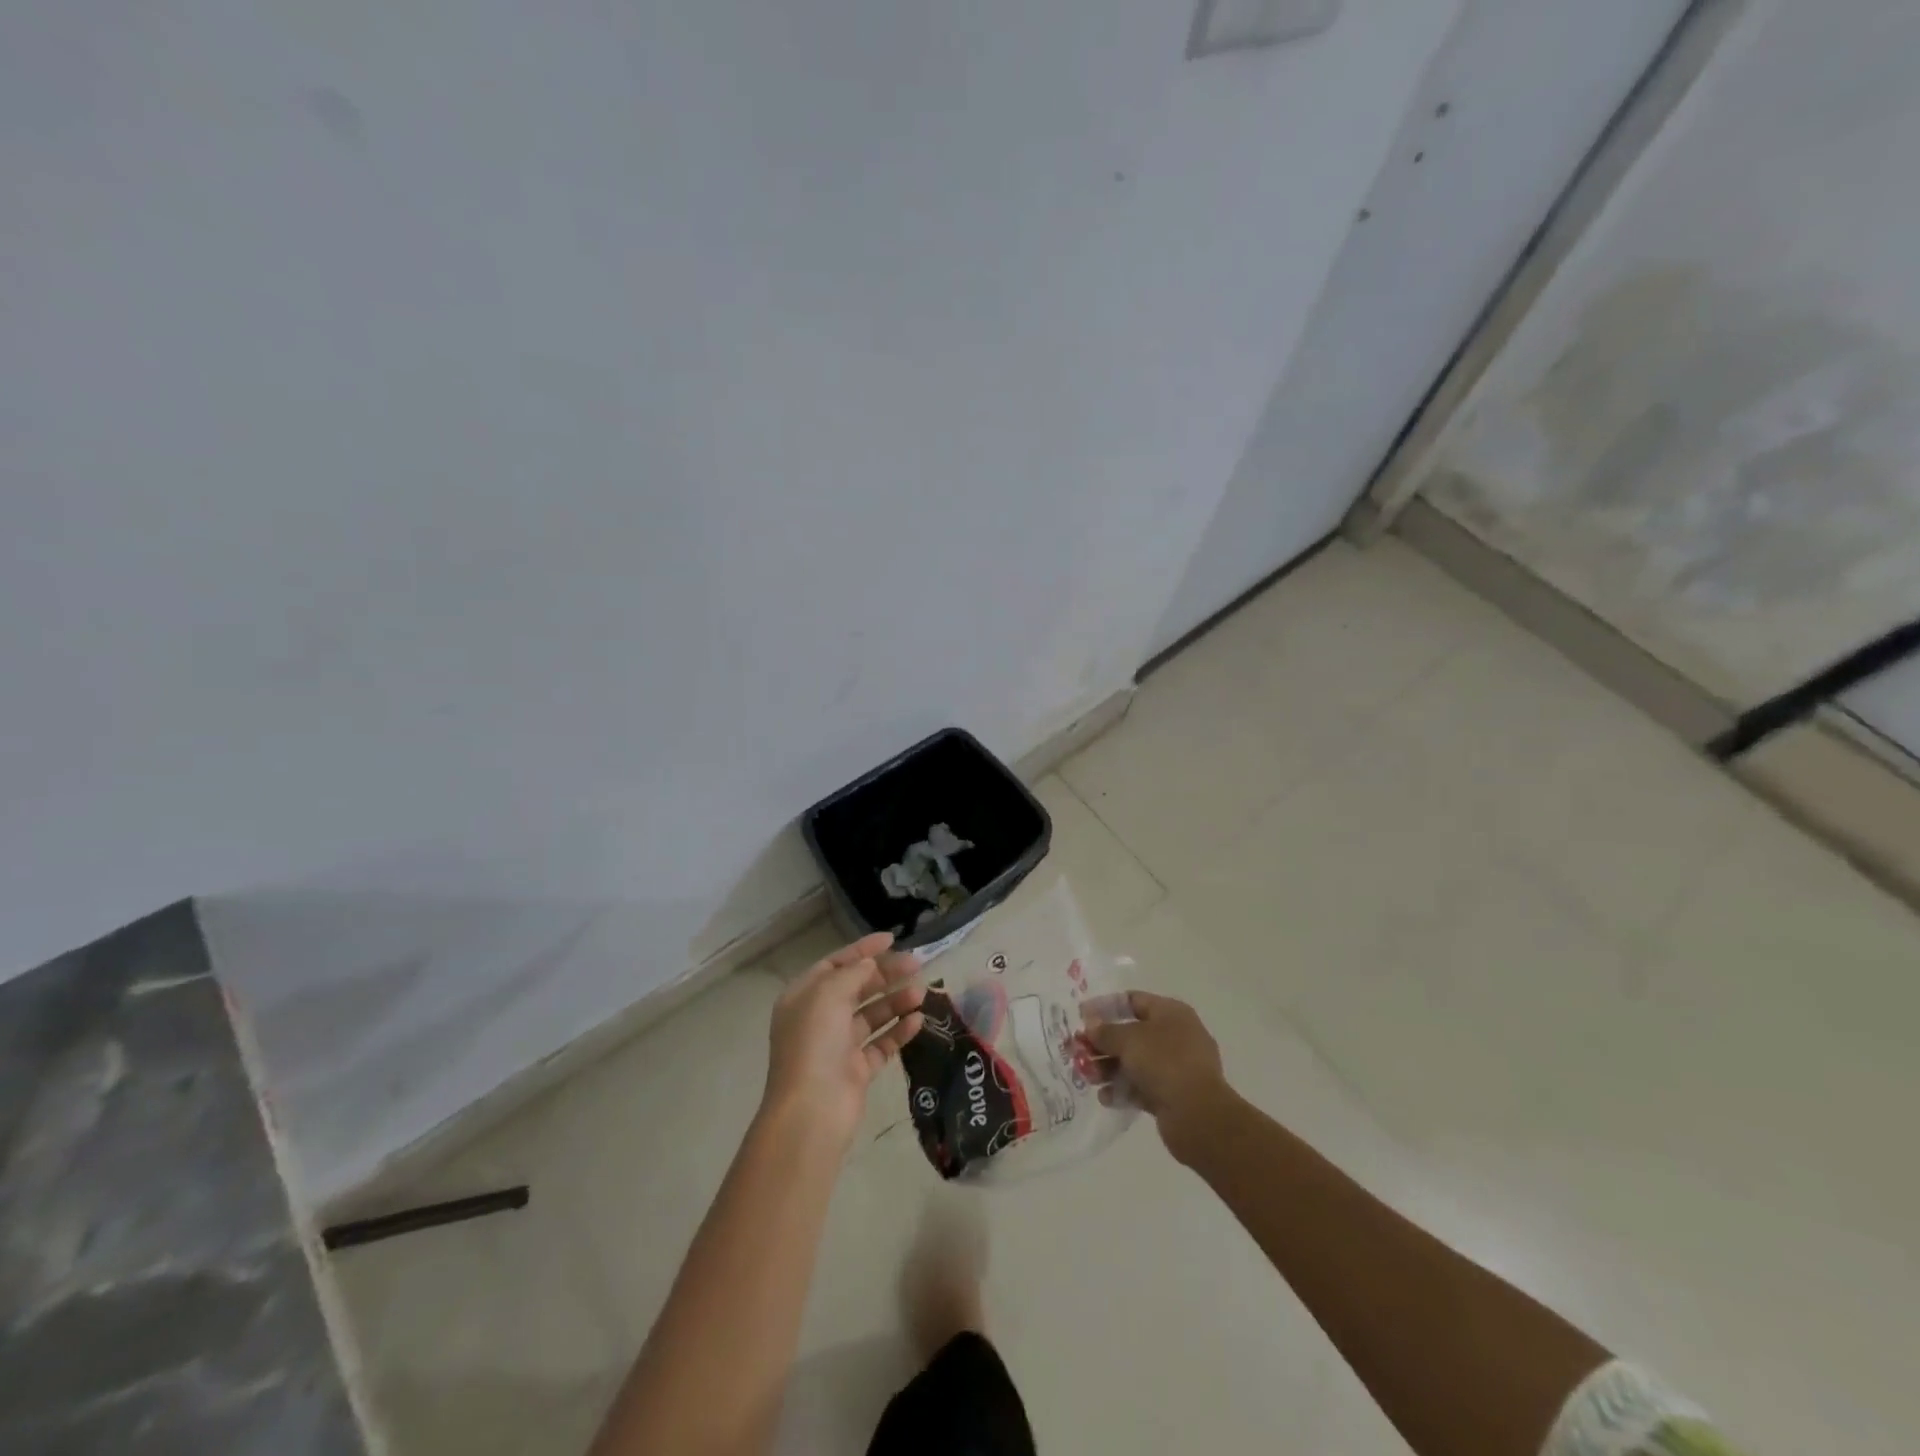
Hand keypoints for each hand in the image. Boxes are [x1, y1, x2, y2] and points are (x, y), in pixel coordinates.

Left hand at [761, 932, 925, 1150]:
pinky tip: (918, 1020)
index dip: (863, 950)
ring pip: (872, 1015)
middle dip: (885, 974)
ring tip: (922, 993)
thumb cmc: (815, 1043)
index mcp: (804, 997)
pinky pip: (881, 1044)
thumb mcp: (829, 994)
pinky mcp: (856, 1071)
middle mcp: (819, 1019)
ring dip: (896, 1001)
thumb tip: (870, 965)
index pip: (835, 964)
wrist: (812, 1110)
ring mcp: (838, 1046)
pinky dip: (898, 1031)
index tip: (892, 939)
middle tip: (917, 964)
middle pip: (857, 988)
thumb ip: (852, 973)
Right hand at [1085, 991, 1232, 1162]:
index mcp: (1171, 1013)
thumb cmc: (1164, 1062)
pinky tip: (1106, 1098)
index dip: (1105, 1006)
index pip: (1133, 1000)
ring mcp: (1176, 1067)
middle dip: (1104, 1043)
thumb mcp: (1129, 1040)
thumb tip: (1091, 1026)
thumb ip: (1106, 1031)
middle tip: (1079, 1052)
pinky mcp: (1173, 1095)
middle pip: (1132, 1034)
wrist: (1198, 1115)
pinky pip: (1142, 1087)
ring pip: (1135, 1062)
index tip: (1081, 1016)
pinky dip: (1123, 1090)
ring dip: (1109, 1068)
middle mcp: (1176, 1036)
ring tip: (1089, 1077)